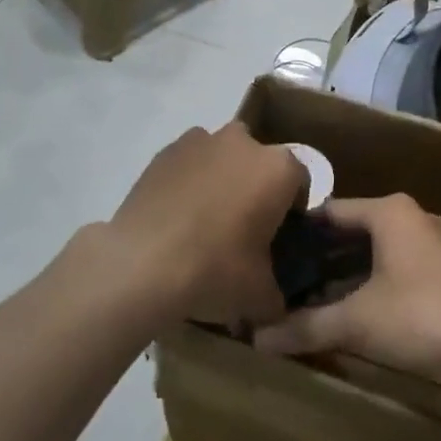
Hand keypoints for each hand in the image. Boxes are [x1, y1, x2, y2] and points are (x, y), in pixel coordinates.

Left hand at [108, 122, 308, 328]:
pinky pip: (189, 163)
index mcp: (278, 169)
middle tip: (242, 229)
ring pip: (223, 157)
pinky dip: (189, 181)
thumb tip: (275, 300)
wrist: (141, 263)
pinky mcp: (166, 150)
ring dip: (222, 180)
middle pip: (260, 163)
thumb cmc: (215, 270)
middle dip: (256, 188)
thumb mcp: (260, 295)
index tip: (278, 237)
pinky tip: (176, 217)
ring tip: (204, 222)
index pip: (300, 182)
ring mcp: (201, 140)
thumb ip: (277, 292)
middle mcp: (244, 142)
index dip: (292, 211)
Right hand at [253, 195, 440, 383]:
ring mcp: (433, 244)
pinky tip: (355, 311)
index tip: (269, 250)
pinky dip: (374, 284)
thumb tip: (257, 339)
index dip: (299, 231)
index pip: (330, 211)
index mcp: (388, 211)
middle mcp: (411, 217)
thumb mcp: (359, 321)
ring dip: (347, 274)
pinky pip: (397, 268)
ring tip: (312, 297)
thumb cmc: (423, 314)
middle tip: (285, 279)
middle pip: (354, 232)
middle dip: (321, 257)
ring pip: (377, 252)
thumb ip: (309, 326)